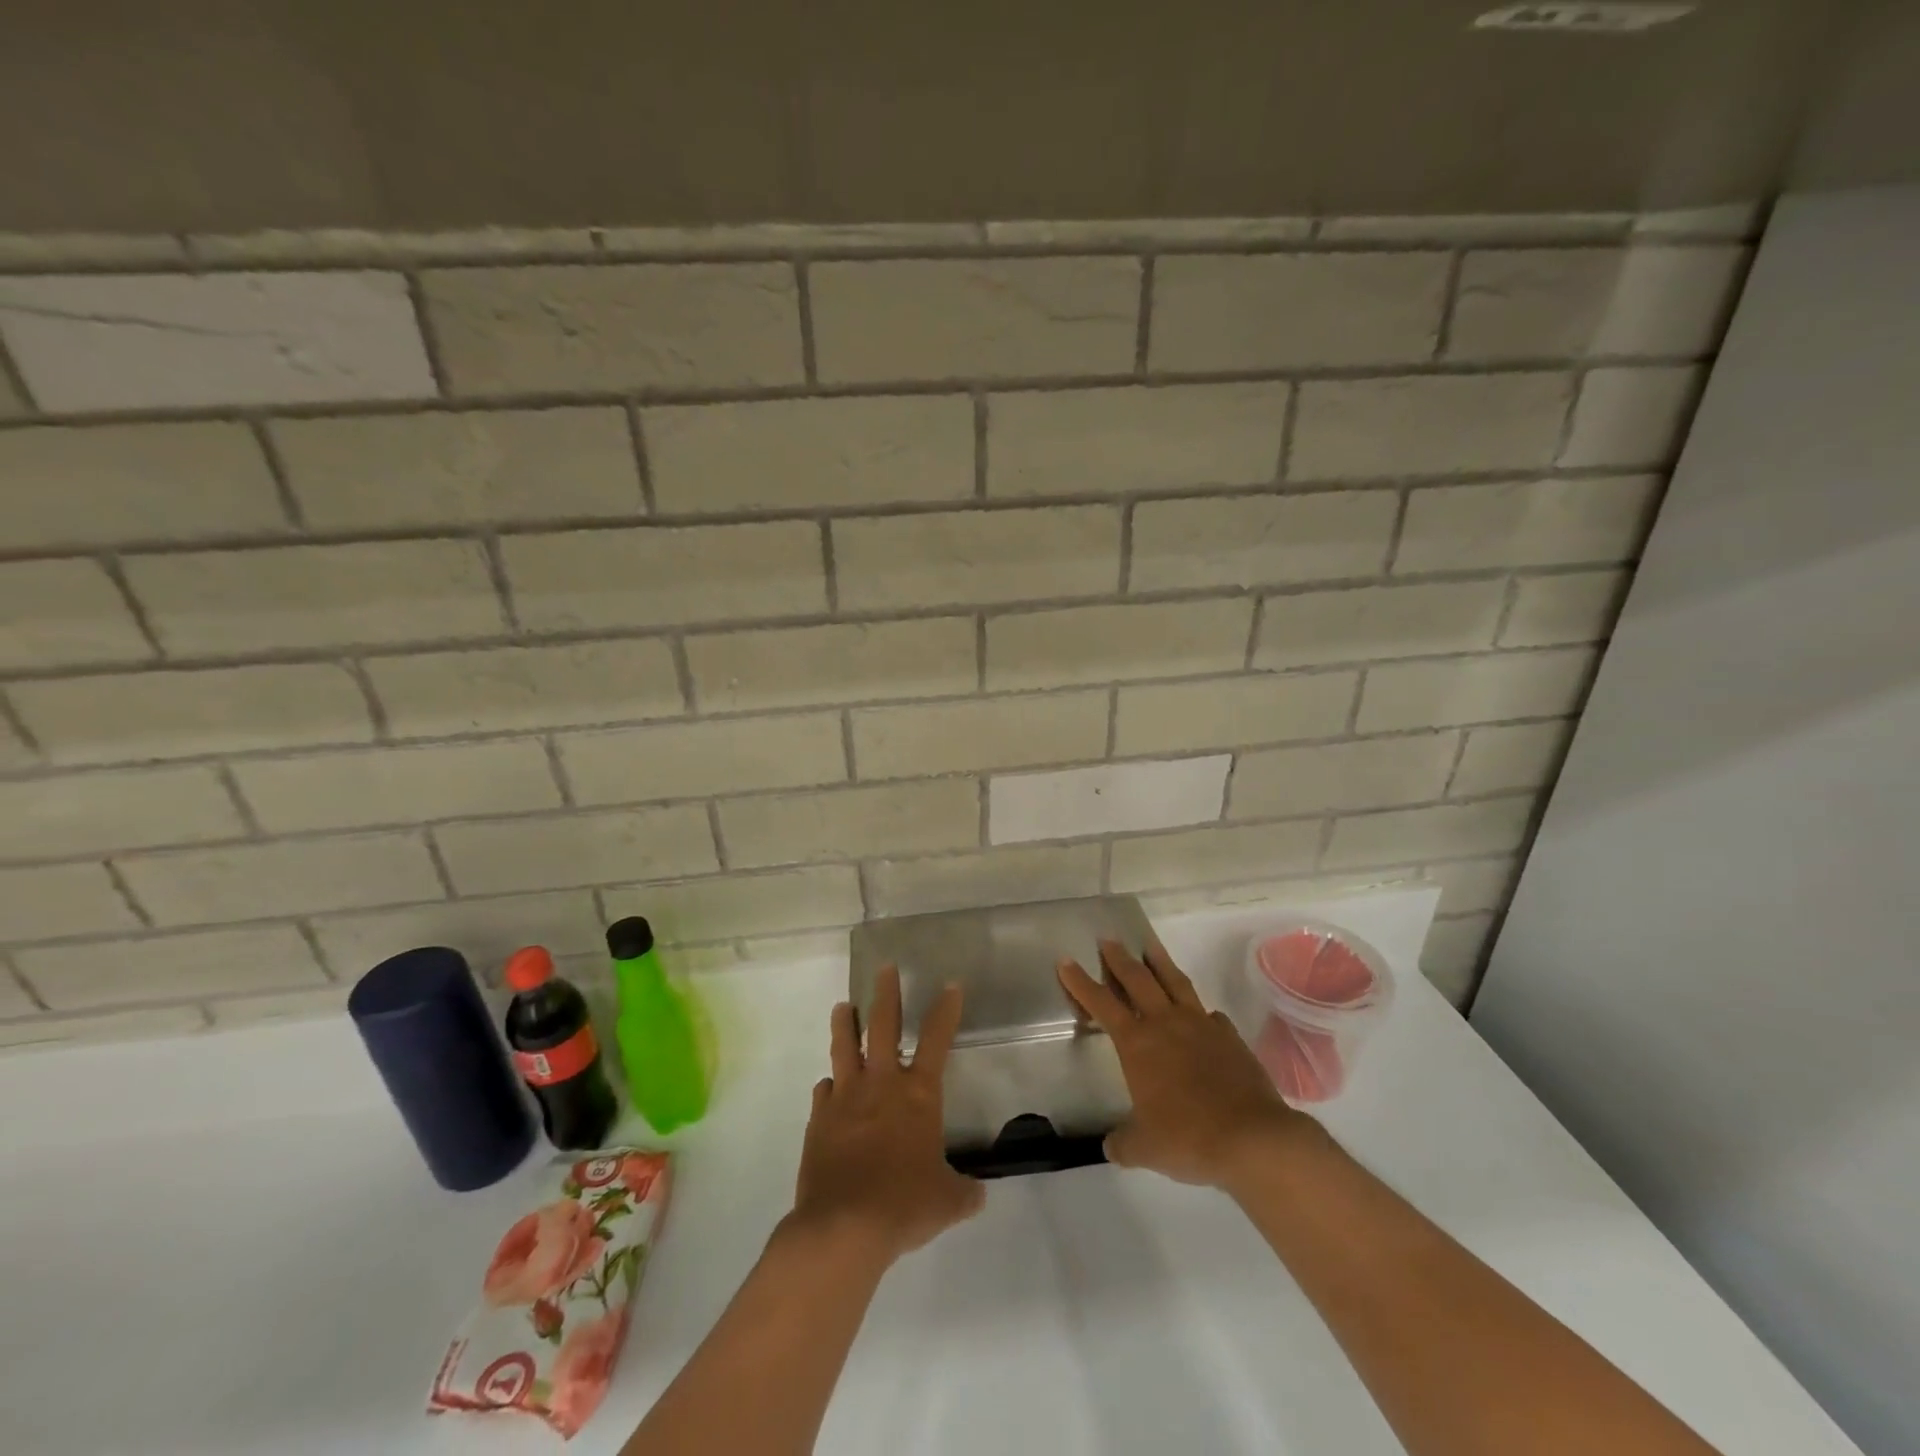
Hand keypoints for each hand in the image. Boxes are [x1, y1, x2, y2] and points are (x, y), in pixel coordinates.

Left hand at [788, 966, 984, 1263]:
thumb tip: (977, 1194)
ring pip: (844, 1048)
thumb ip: (963, 1192)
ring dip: (845, 1024)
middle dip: (886, 994)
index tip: (950, 985)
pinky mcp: (819, 1120)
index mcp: (918, 1095)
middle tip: (884, 969)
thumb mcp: (946, 1201)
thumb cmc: (904, 1205)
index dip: (945, 1010)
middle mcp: (881, 1085)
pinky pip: (824, 1092)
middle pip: (883, 1026)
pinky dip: (829, 1087)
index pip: (936, 1039)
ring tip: (843, 1007)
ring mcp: (845, 1099)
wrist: (844, 1227)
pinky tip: (829, 1087)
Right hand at [1058, 940, 1314, 1189]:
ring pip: (1175, 982)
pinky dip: (1198, 1010)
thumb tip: (1113, 1146)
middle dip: (1119, 958)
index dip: (1080, 982)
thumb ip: (1124, 1143)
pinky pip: (1208, 1014)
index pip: (1101, 1003)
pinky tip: (1200, 1015)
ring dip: (1159, 962)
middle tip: (1108, 940)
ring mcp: (1201, 1025)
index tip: (1066, 961)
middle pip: (1137, 979)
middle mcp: (1165, 1023)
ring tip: (1149, 946)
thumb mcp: (1144, 1148)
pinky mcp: (1230, 1037)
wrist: (1253, 1139)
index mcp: (1137, 1043)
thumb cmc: (1189, 1138)